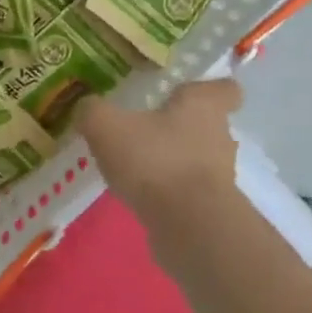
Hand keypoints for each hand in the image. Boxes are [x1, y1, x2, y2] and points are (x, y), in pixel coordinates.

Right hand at [76, 79, 242, 223]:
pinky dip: (167, 190)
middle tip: (144, 128)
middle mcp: (220, 136)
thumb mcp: (107, 127)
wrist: (188, 225)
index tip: (184, 93)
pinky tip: (139, 194)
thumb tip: (86, 107)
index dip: (208, 88)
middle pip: (206, 124)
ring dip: (171, 160)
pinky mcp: (210, 206)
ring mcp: (218, 174)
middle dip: (178, 127)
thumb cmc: (155, 161)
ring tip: (135, 166)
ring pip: (196, 158)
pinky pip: (187, 190)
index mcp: (204, 105)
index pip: (225, 88)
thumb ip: (93, 112)